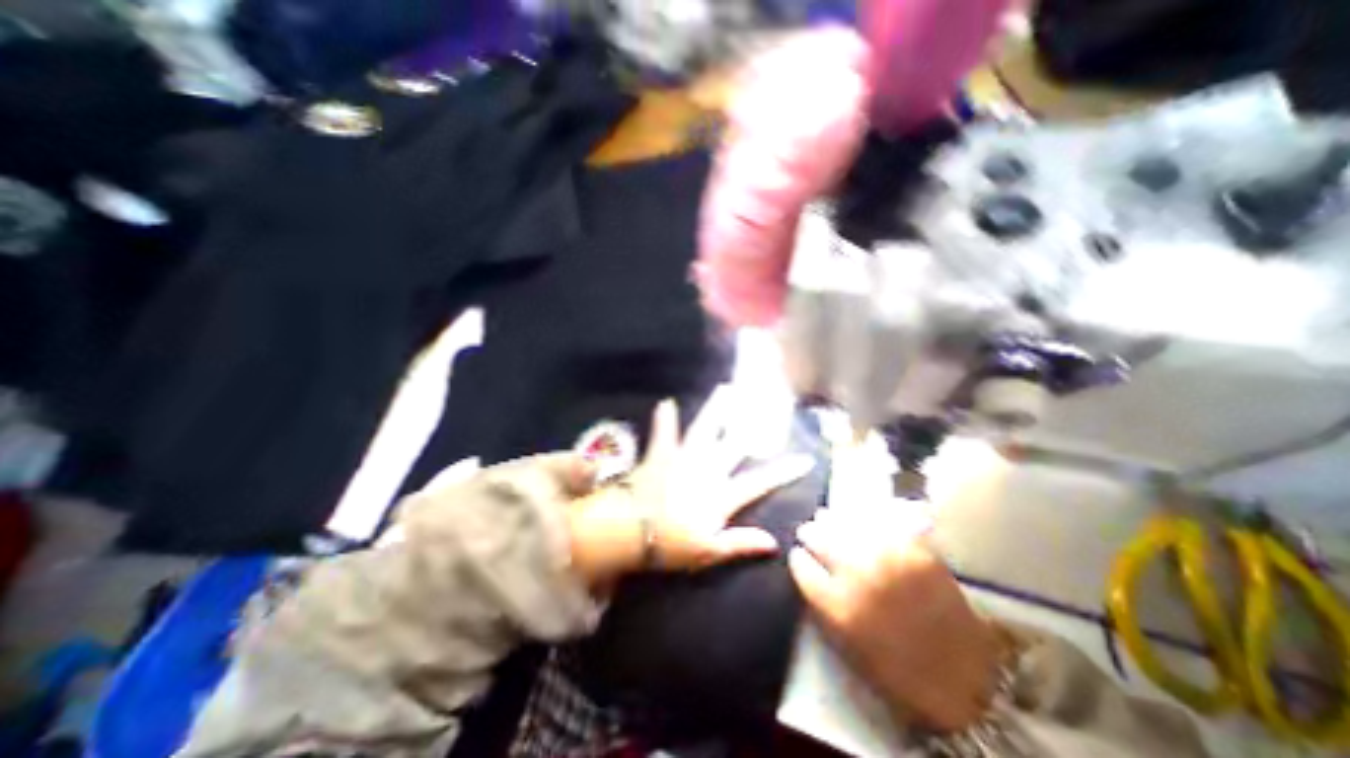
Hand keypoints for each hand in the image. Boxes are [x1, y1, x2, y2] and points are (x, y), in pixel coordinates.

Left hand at [561, 387, 804, 589]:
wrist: (632, 531)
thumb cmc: (672, 545)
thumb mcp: (710, 551)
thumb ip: (740, 543)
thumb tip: (774, 542)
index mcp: (722, 494)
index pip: (760, 481)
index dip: (784, 471)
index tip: (806, 459)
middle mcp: (707, 469)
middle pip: (733, 443)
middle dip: (749, 423)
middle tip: (761, 402)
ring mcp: (684, 458)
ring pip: (705, 429)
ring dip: (715, 410)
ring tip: (725, 389)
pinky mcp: (661, 454)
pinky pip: (664, 432)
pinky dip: (665, 418)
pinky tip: (666, 402)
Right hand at [787, 505, 995, 732]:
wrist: (966, 679)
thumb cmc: (898, 671)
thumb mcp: (846, 645)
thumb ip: (821, 603)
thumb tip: (805, 568)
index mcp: (839, 606)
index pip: (802, 566)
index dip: (797, 559)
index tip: (796, 555)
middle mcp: (859, 575)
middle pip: (820, 538)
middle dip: (809, 533)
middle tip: (807, 531)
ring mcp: (889, 558)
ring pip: (846, 523)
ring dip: (831, 519)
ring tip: (824, 516)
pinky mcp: (915, 549)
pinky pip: (880, 521)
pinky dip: (864, 516)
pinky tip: (857, 516)